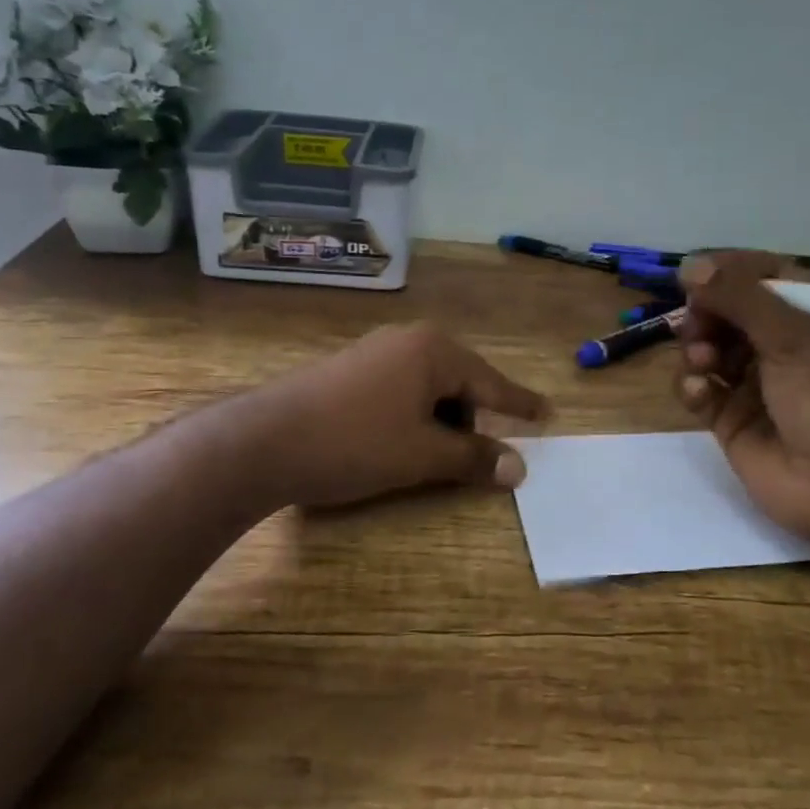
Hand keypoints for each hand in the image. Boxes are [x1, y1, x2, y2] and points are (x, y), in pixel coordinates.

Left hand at [238, 323, 548, 508]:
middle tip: (473, 460)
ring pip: (427, 389)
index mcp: (434, 351)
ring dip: (438, 423)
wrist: (263, 441)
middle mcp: (407, 341)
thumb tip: (519, 468)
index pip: (491, 383)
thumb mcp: (422, 454)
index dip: (519, 405)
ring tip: (426, 459)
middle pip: (459, 383)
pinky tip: (396, 443)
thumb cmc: (355, 443)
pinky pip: (400, 391)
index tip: (546, 414)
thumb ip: (474, 457)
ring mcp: (375, 352)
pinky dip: (412, 417)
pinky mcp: (349, 370)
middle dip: (470, 421)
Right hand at [675, 252, 809, 547]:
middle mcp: (781, 346)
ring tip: (703, 362)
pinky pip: (701, 391)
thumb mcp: (792, 334)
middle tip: (697, 324)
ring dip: (697, 348)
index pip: (762, 276)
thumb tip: (689, 265)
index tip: (693, 274)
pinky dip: (693, 386)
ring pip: (708, 350)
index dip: (727, 272)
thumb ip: (738, 296)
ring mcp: (755, 384)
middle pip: (727, 313)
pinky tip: (701, 392)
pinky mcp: (732, 421)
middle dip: (706, 314)